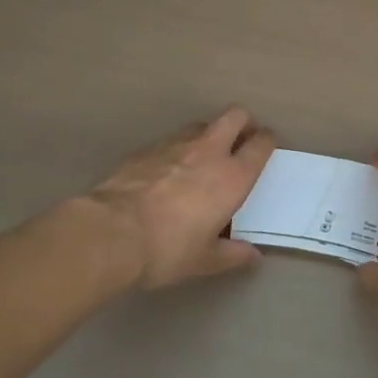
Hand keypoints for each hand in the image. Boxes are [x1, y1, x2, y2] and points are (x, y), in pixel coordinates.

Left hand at [83, 107, 275, 289]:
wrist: (110, 233)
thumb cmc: (166, 249)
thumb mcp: (203, 261)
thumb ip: (232, 255)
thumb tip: (252, 256)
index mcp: (232, 176)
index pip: (261, 143)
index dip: (268, 141)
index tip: (267, 148)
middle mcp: (209, 150)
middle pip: (236, 115)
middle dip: (244, 123)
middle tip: (241, 142)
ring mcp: (175, 144)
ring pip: (202, 124)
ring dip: (209, 135)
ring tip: (202, 158)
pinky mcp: (146, 147)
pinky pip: (171, 140)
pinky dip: (176, 150)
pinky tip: (165, 173)